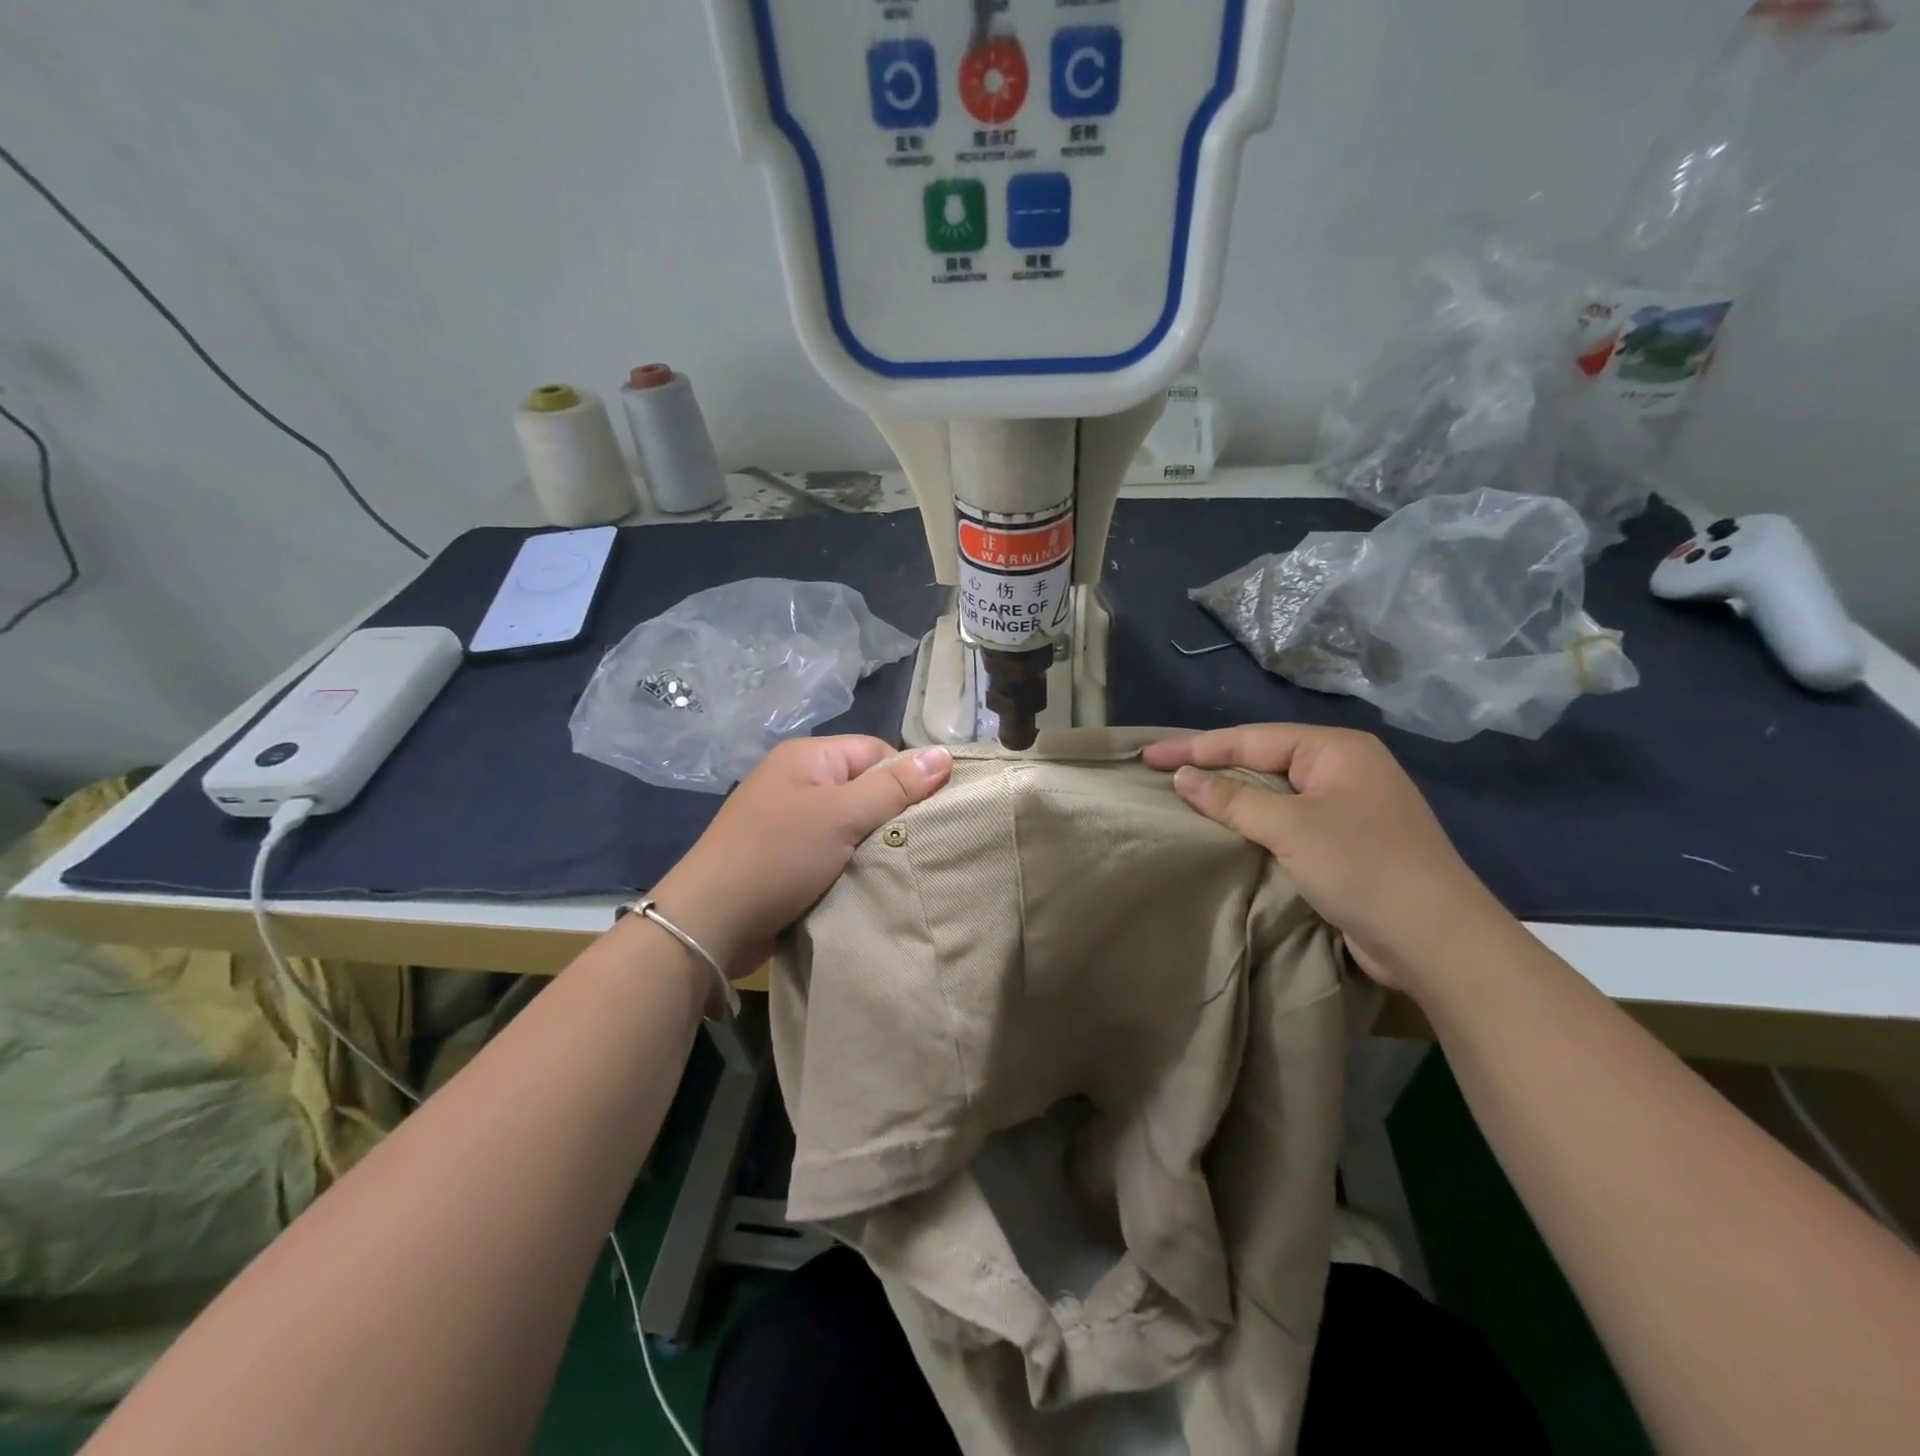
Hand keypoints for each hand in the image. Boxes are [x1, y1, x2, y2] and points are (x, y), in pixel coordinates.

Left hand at [652, 737, 952, 976]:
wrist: (710, 922)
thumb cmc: (778, 857)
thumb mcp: (841, 816)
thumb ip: (894, 787)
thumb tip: (944, 754)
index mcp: (808, 756)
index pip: (877, 752)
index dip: (905, 780)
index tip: (927, 816)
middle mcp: (798, 780)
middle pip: (866, 787)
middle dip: (891, 816)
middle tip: (917, 846)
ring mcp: (790, 820)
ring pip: (852, 823)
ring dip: (872, 845)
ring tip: (896, 866)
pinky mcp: (787, 856)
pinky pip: (833, 850)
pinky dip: (851, 864)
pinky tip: (867, 882)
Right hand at [1142, 725, 1513, 992]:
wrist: (1436, 940)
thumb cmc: (1362, 866)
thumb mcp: (1290, 827)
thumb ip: (1232, 798)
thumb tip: (1182, 777)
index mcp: (1337, 749)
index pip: (1251, 738)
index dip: (1195, 747)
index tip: (1147, 755)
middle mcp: (1344, 770)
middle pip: (1263, 759)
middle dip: (1212, 767)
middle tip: (1160, 772)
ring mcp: (1348, 808)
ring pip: (1275, 793)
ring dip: (1231, 797)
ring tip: (1182, 798)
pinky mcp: (1346, 844)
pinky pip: (1288, 822)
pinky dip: (1254, 824)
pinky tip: (1225, 830)